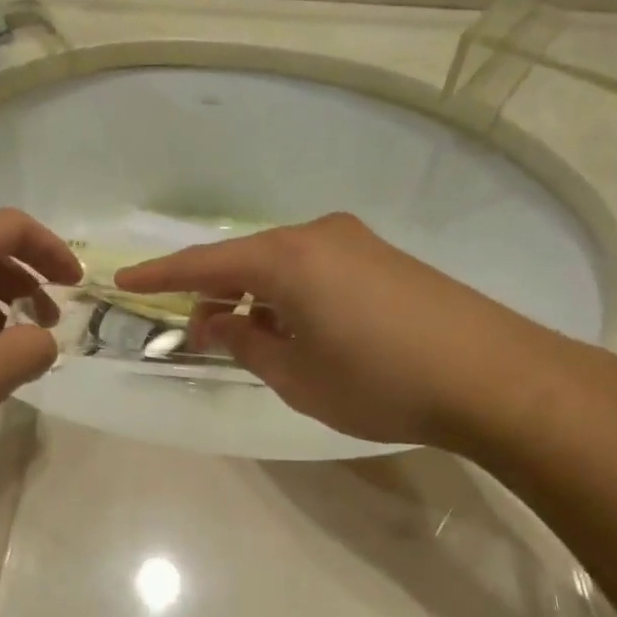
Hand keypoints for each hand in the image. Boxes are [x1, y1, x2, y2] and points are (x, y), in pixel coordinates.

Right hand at [115, 212, 584, 452]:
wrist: (493, 375)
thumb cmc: (380, 380)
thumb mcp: (296, 375)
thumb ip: (245, 342)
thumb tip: (212, 321)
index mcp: (287, 258)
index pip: (205, 263)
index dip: (161, 275)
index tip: (124, 280)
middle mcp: (318, 235)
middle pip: (246, 259)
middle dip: (215, 292)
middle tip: (198, 333)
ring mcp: (357, 243)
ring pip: (283, 264)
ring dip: (256, 295)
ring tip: (249, 337)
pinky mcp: (385, 259)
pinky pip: (317, 268)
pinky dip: (292, 294)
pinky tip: (300, 328)